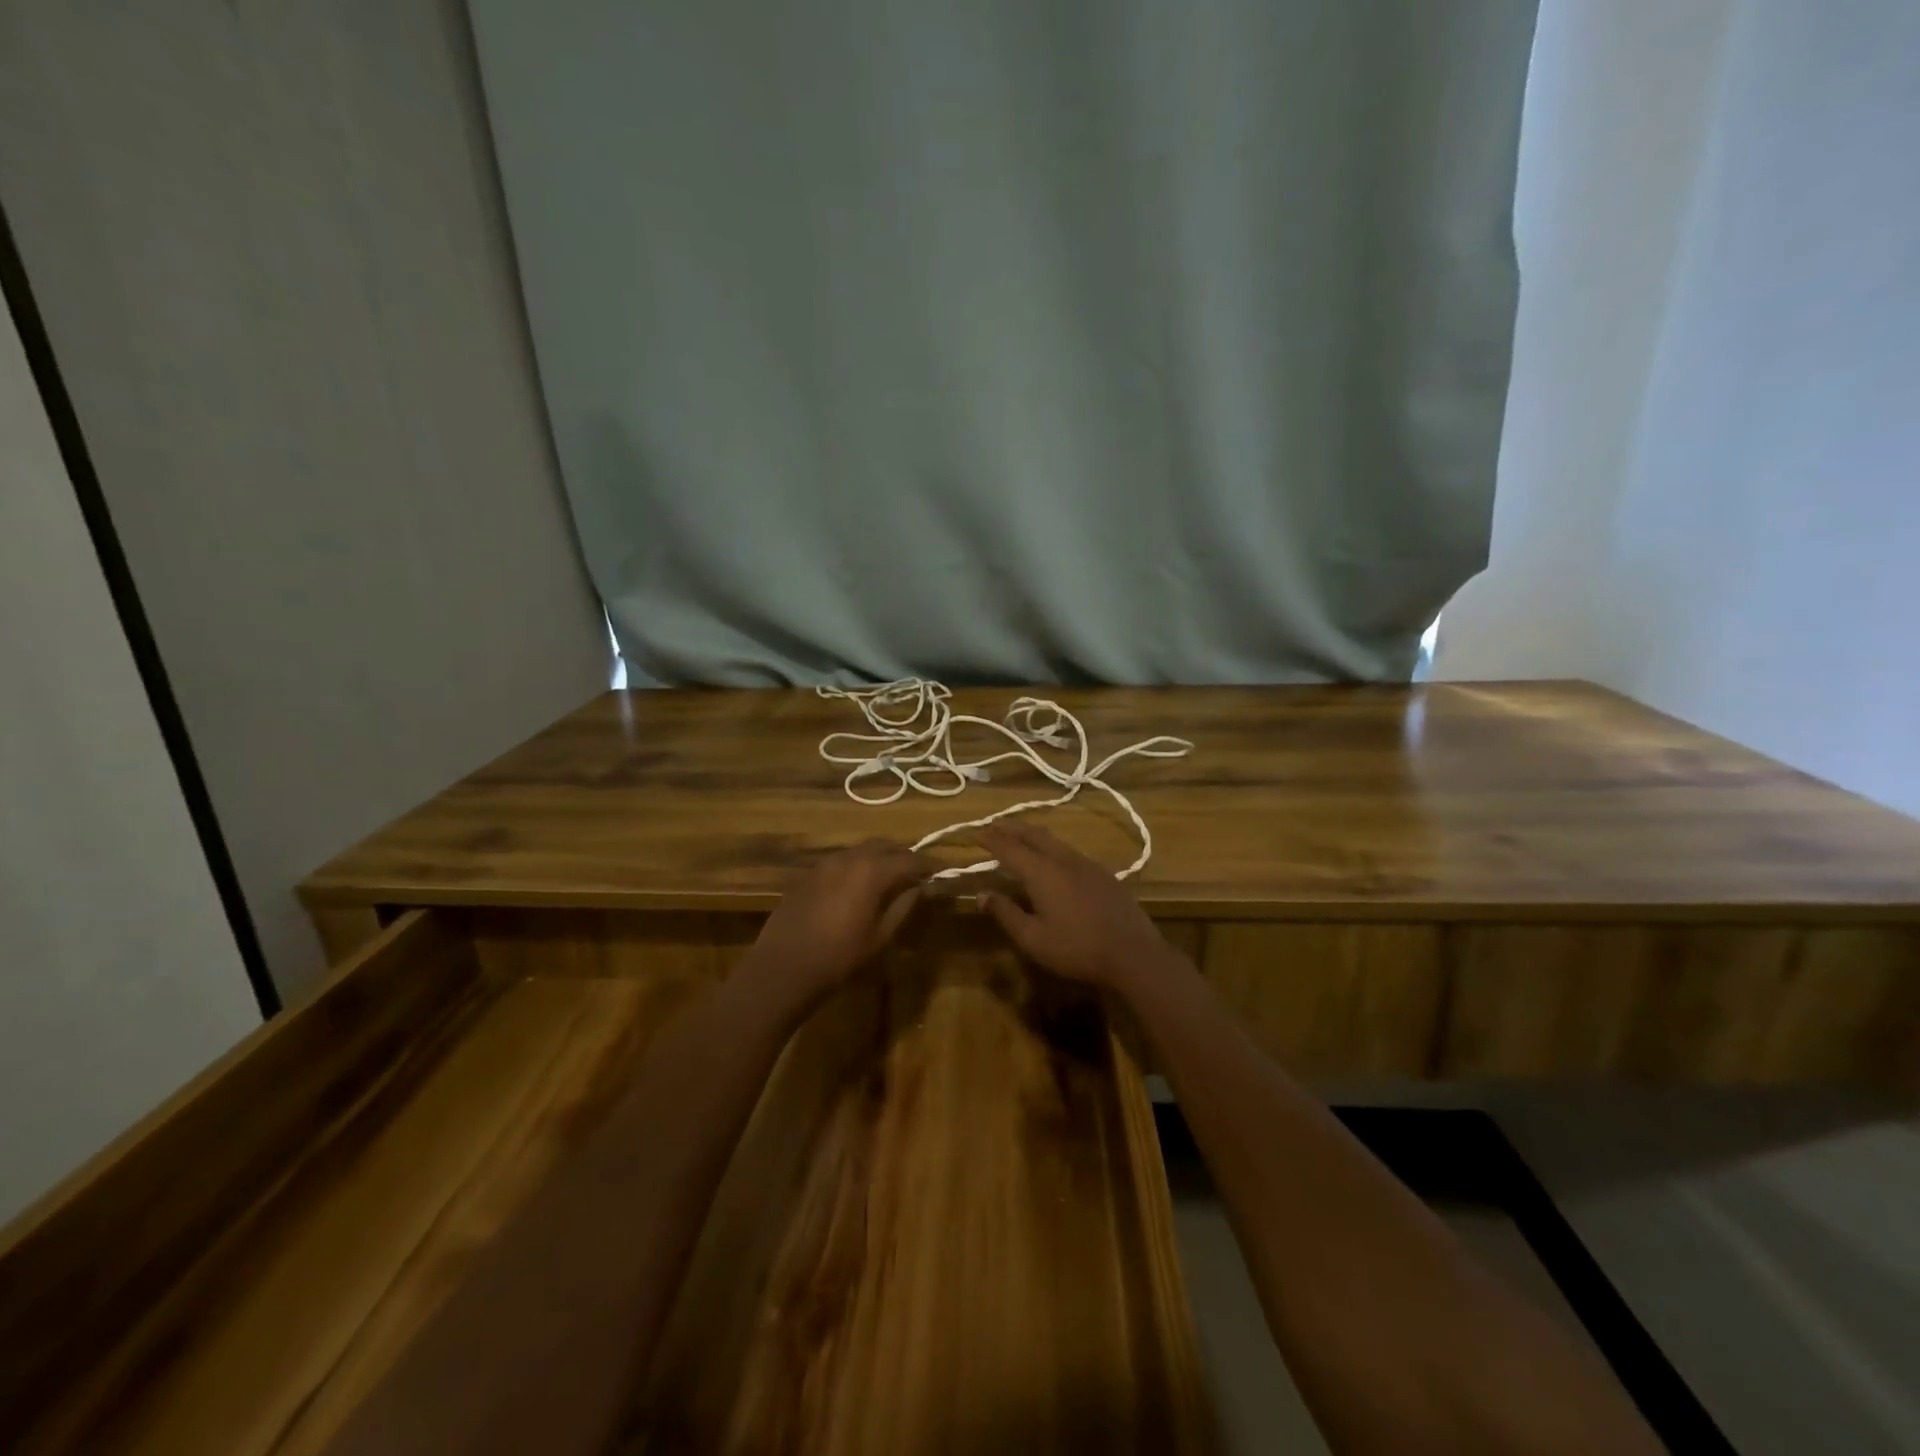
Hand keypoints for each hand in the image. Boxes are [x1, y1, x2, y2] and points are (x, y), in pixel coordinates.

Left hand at [738, 840, 931, 1006]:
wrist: (783, 967)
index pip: (909, 859)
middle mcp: (849, 858)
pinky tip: (859, 885)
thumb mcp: (880, 936)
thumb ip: (903, 906)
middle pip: (884, 846)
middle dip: (903, 856)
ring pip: (860, 851)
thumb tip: (920, 887)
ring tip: (890, 878)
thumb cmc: (839, 957)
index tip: (941, 871)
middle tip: (917, 872)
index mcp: (871, 871)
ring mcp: (825, 863)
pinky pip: (841, 861)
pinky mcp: (808, 874)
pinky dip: (857, 866)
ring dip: (879, 858)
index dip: (928, 865)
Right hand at [976, 823, 1186, 991]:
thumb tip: (982, 894)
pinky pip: (1070, 851)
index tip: (976, 833)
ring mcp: (1087, 865)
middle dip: (1012, 828)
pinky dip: (1052, 847)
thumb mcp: (1033, 938)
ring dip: (1033, 835)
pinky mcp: (1104, 875)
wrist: (1133, 954)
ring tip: (1020, 836)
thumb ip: (1006, 913)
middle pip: (1034, 835)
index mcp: (1042, 872)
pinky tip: (1054, 859)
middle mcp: (1064, 860)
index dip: (991, 839)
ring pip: (1055, 841)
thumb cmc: (1077, 949)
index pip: (1010, 848)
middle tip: (995, 825)